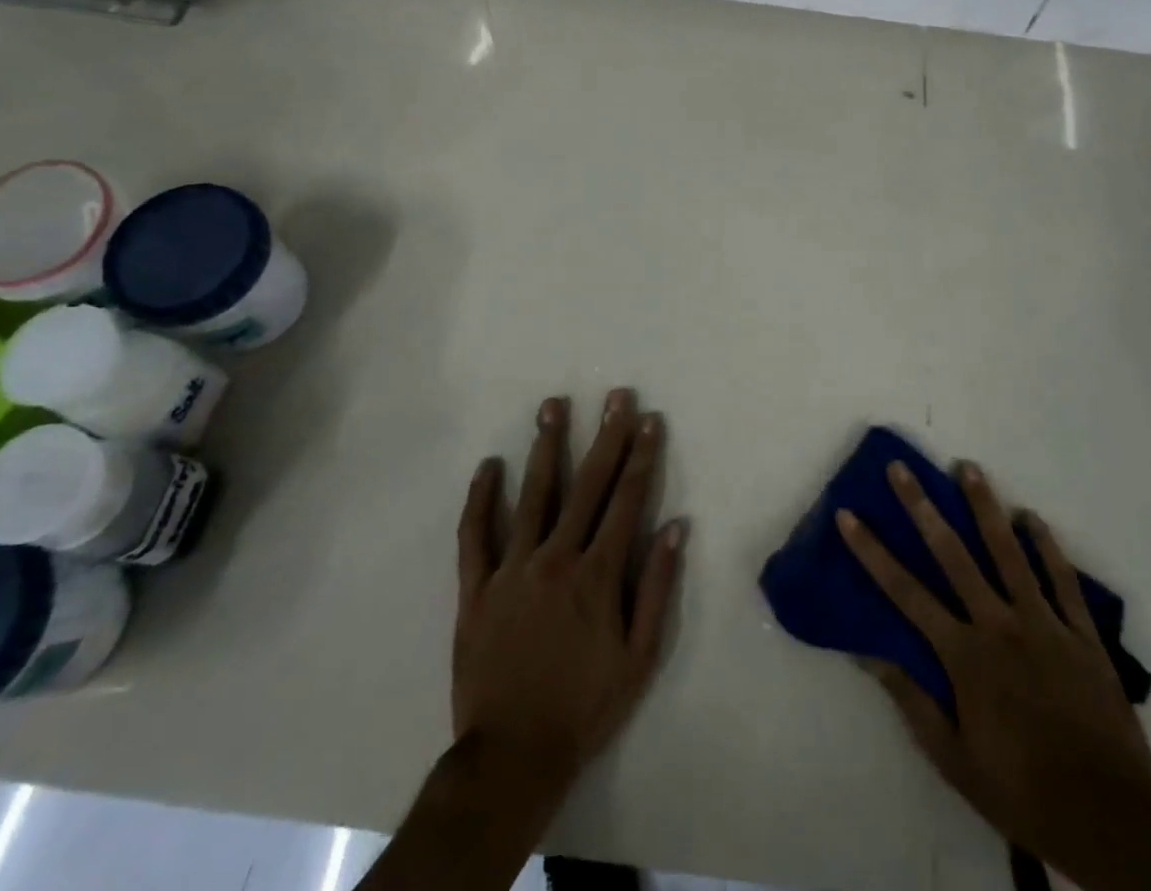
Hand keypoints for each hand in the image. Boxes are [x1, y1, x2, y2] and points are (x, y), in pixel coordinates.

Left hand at [453, 390, 684, 805]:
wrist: (512, 755)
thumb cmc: (585, 706)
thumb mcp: (639, 656)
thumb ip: (656, 587)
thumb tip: (676, 526)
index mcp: (597, 574)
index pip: (626, 500)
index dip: (640, 456)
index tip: (648, 419)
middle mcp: (556, 558)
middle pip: (586, 485)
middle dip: (604, 436)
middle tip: (614, 395)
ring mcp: (512, 569)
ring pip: (532, 495)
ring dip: (545, 447)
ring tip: (552, 405)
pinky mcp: (476, 588)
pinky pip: (474, 535)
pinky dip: (480, 498)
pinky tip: (488, 465)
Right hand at [837, 462, 1150, 887]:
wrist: (1111, 819)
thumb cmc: (1022, 789)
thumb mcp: (953, 759)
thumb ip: (911, 701)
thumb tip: (867, 654)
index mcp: (964, 655)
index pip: (905, 591)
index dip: (872, 551)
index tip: (848, 515)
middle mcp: (999, 624)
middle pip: (952, 554)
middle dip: (921, 507)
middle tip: (901, 468)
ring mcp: (1044, 624)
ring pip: (1009, 552)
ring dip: (985, 506)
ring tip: (968, 467)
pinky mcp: (1082, 634)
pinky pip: (1062, 579)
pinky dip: (1047, 545)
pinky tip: (1032, 516)